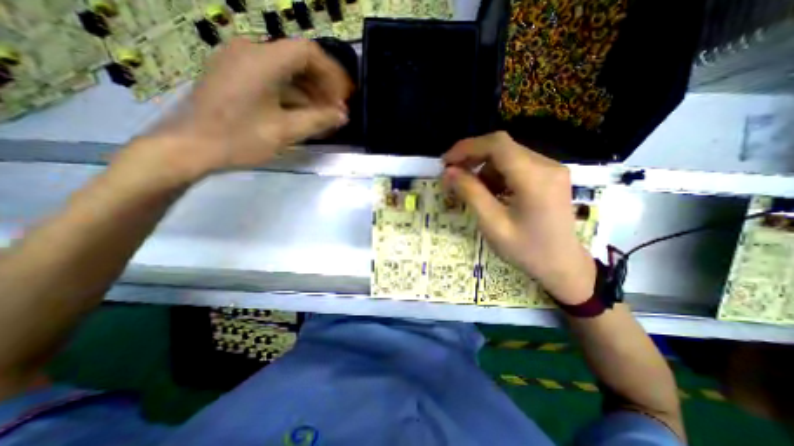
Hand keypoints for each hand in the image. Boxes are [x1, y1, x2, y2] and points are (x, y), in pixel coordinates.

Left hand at [129, 38, 350, 182]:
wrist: (189, 147)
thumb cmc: (239, 138)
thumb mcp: (285, 131)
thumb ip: (318, 120)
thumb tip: (343, 115)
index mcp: (262, 60)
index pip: (308, 53)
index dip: (332, 74)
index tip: (343, 97)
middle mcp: (249, 51)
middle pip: (297, 59)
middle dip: (322, 85)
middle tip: (336, 109)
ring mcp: (239, 61)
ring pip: (285, 70)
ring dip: (308, 91)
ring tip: (323, 115)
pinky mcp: (234, 74)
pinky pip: (271, 77)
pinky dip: (291, 93)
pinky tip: (302, 112)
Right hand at [444, 131, 591, 303]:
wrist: (562, 265)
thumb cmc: (526, 250)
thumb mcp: (492, 224)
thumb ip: (470, 193)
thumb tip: (448, 172)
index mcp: (534, 177)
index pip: (497, 144)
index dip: (466, 148)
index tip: (446, 162)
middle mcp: (546, 165)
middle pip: (501, 146)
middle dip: (472, 157)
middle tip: (453, 174)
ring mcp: (551, 168)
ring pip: (507, 155)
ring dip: (484, 168)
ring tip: (473, 190)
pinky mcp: (549, 175)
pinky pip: (516, 164)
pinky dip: (497, 174)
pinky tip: (492, 193)